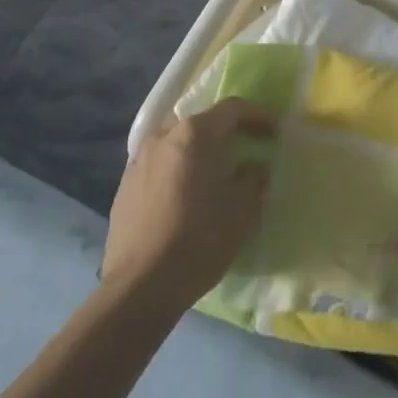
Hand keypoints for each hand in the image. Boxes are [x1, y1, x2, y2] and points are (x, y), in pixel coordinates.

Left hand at [102, 98, 272, 311]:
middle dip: (223, 132)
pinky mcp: (123, 189)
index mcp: (194, 134)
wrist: (140, 288)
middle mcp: (163, 137)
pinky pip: (157, 168)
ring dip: (196, 153)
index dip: (257, 116)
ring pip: (175, 145)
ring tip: (211, 174)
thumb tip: (253, 169)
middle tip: (243, 148)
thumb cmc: (199, 239)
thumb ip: (254, 179)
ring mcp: (138, 162)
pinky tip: (184, 197)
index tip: (274, 130)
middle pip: (200, 124)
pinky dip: (176, 172)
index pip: (232, 109)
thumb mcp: (243, 209)